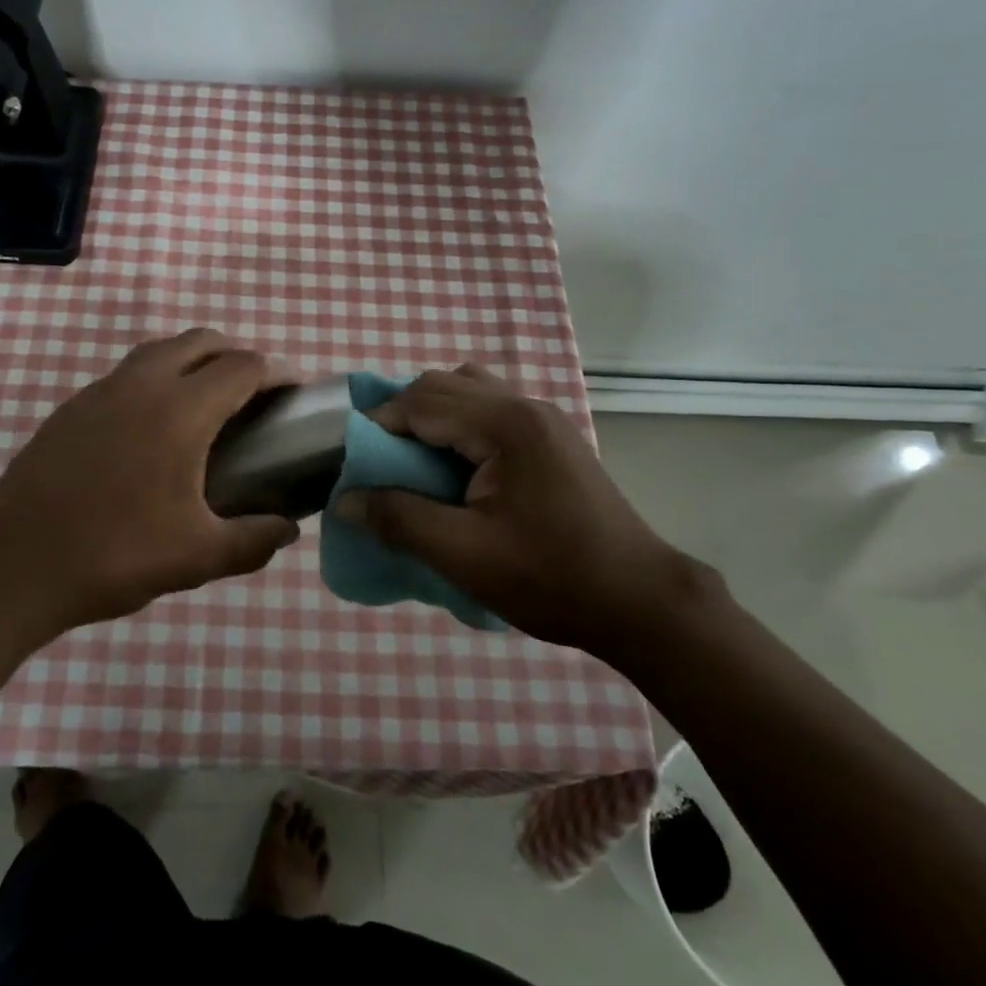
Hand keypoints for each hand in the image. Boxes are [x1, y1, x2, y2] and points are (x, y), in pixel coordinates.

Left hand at [0, 329, 300, 645]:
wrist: (8, 566)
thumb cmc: (111, 555)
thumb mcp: (195, 558)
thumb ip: (253, 541)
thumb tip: (288, 531)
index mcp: (179, 410)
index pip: (243, 366)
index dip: (277, 373)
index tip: (294, 394)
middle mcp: (142, 384)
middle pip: (202, 341)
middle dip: (237, 356)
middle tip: (254, 397)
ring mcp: (101, 391)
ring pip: (160, 350)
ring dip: (194, 361)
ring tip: (208, 406)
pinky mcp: (72, 407)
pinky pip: (129, 372)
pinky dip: (158, 378)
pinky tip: (154, 430)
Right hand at [338, 365, 710, 653]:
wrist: (640, 601)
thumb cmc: (551, 578)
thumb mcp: (464, 555)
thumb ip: (399, 520)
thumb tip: (346, 500)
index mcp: (505, 424)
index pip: (421, 402)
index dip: (378, 426)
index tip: (352, 462)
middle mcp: (524, 405)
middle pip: (443, 384)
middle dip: (402, 416)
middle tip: (380, 463)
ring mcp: (543, 418)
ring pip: (469, 390)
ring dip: (433, 415)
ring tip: (416, 461)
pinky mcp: (552, 438)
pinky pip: (491, 409)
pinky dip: (459, 424)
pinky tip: (456, 468)